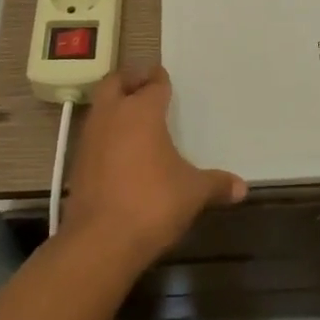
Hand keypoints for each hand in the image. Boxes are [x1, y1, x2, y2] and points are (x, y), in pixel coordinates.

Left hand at [62, 64, 246, 263]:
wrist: (100, 241)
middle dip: (130, 80)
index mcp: (142, 111)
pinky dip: (106, 134)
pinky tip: (121, 152)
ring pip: (100, 107)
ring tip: (134, 119)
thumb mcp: (193, 193)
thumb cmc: (152, 203)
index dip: (160, 79)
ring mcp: (90, 138)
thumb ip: (216, 184)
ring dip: (114, 106)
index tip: (165, 78)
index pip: (153, 83)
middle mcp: (112, 115)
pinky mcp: (77, 163)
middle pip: (115, 83)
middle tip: (145, 86)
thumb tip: (241, 187)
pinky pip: (93, 135)